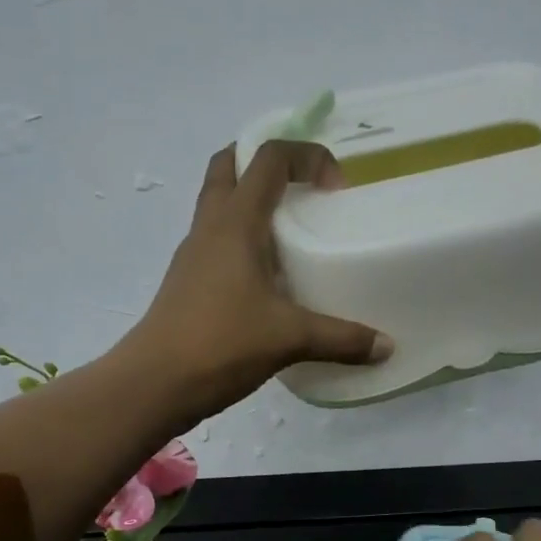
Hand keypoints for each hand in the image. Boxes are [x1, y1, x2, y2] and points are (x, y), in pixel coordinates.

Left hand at [131, 140, 391, 421]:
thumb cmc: (221, 345)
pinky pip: (214, 246)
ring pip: (217, 208)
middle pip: (228, 168)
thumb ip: (341, 339)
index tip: (335, 187)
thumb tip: (386, 346)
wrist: (155, 384)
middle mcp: (209, 229)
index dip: (306, 156)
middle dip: (261, 163)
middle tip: (298, 187)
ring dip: (248, 205)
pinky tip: (264, 281)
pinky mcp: (185, 286)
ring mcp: (191, 257)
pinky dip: (238, 245)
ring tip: (287, 235)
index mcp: (235, 223)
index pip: (267, 158)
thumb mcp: (288, 339)